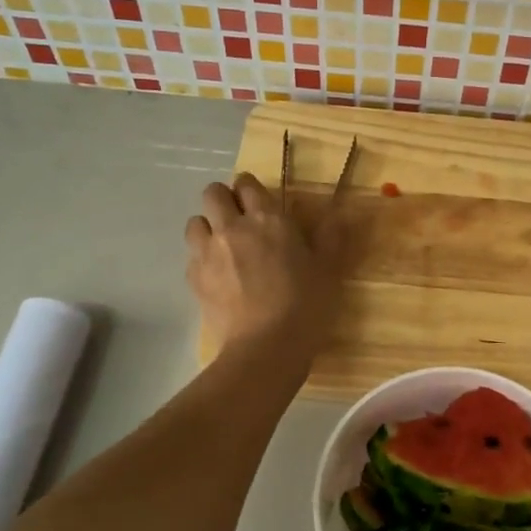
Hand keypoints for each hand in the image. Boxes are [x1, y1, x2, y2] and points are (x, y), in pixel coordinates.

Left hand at [185, 172, 343, 360]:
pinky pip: (191, 256)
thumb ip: (331, 237)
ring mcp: (207, 252)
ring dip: (208, 228)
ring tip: (224, 247)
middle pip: (212, 194)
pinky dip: (201, 259)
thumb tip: (339, 213)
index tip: (259, 202)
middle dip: (223, 200)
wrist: (266, 347)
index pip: (247, 183)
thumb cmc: (305, 304)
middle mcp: (232, 227)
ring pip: (195, 222)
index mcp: (267, 218)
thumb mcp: (329, 270)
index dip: (250, 188)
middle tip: (240, 221)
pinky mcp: (194, 279)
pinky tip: (217, 276)